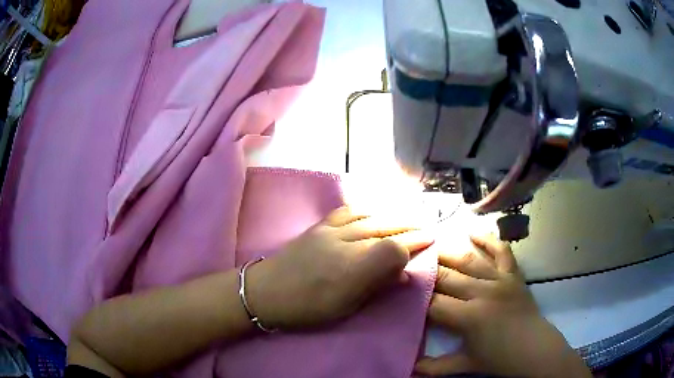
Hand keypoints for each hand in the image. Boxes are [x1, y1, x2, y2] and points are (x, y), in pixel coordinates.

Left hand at [246, 206, 433, 329]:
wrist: (266, 291)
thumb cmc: (307, 308)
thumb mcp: (345, 308)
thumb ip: (376, 287)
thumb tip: (403, 274)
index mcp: (353, 270)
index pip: (394, 249)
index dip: (413, 245)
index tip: (429, 242)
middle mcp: (345, 245)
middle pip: (385, 229)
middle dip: (409, 227)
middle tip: (427, 226)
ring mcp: (330, 232)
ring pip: (370, 217)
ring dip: (392, 215)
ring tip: (408, 215)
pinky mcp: (319, 226)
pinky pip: (347, 211)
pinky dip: (366, 209)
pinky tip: (375, 210)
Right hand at [415, 235, 590, 377]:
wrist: (534, 349)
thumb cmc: (499, 359)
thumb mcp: (465, 365)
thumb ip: (434, 367)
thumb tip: (407, 368)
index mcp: (469, 316)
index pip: (434, 302)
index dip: (416, 298)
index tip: (403, 292)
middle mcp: (483, 292)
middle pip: (447, 277)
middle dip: (426, 272)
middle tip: (409, 265)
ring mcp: (500, 280)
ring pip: (468, 260)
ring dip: (447, 253)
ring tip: (430, 247)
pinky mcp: (513, 275)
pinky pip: (501, 251)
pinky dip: (488, 239)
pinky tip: (473, 232)